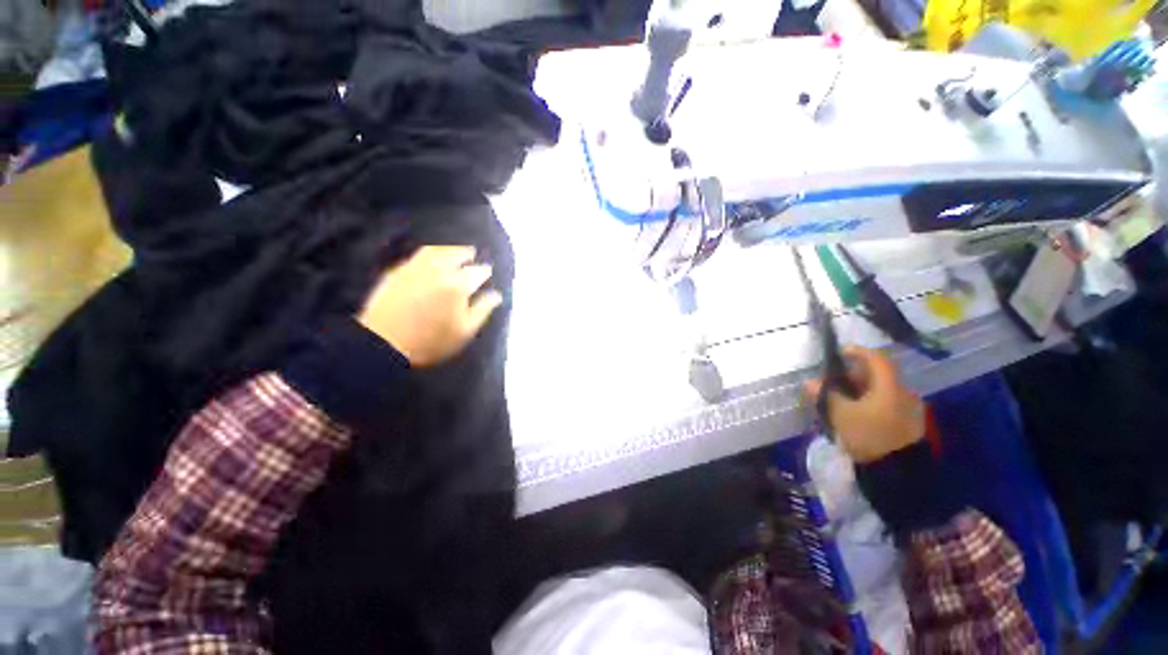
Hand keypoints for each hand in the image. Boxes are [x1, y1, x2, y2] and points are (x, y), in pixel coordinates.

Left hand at [357, 245, 502, 367]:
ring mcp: (416, 269)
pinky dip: (430, 254)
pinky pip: (418, 256)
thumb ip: (482, 310)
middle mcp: (438, 271)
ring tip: (454, 251)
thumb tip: (497, 295)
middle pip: (456, 254)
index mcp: (458, 286)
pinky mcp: (397, 272)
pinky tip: (431, 260)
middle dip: (467, 253)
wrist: (384, 343)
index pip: (477, 272)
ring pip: (435, 251)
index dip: (484, 271)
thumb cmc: (431, 341)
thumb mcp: (464, 331)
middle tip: (473, 254)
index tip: (488, 272)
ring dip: (448, 249)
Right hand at [804, 348, 923, 463]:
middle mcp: (903, 393)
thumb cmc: (869, 436)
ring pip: (882, 390)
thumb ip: (825, 395)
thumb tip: (809, 382)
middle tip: (834, 380)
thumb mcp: (841, 415)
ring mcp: (909, 409)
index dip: (857, 352)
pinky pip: (887, 403)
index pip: (876, 358)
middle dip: (855, 374)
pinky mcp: (908, 423)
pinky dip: (870, 401)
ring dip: (862, 389)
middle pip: (878, 374)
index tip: (840, 352)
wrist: (899, 473)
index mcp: (889, 387)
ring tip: (842, 398)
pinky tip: (857, 412)